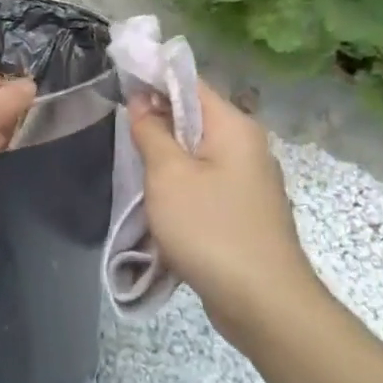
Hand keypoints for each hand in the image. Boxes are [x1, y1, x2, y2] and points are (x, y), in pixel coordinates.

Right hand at [130, 82, 328, 348]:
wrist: (264, 303)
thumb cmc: (210, 229)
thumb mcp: (168, 174)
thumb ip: (152, 131)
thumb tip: (142, 98)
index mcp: (234, 126)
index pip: (189, 82)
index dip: (153, 78)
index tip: (118, 84)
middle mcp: (248, 145)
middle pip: (194, 116)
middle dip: (157, 120)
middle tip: (120, 129)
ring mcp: (250, 180)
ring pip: (198, 151)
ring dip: (167, 156)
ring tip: (134, 166)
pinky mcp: (245, 210)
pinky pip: (206, 180)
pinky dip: (181, 183)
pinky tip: (160, 201)